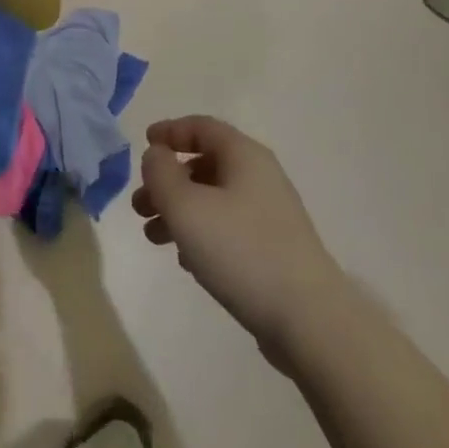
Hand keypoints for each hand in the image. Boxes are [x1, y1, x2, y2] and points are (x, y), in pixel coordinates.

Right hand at [132, 116, 337, 372]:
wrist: (309, 321)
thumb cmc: (241, 251)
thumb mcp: (185, 206)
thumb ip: (161, 173)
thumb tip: (156, 155)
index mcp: (244, 155)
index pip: (201, 126)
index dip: (170, 131)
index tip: (144, 143)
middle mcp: (260, 177)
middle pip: (204, 165)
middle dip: (167, 182)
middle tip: (139, 205)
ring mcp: (270, 215)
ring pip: (213, 199)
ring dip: (179, 211)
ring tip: (153, 238)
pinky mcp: (274, 250)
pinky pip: (228, 228)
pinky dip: (201, 234)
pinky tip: (186, 261)